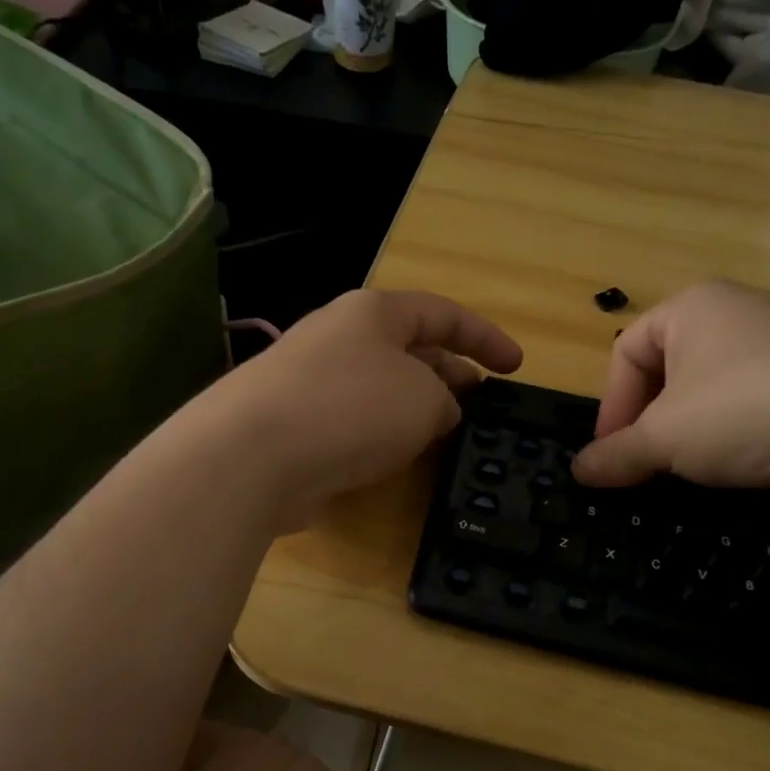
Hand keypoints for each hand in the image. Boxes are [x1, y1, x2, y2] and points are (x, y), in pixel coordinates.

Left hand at [218, 289, 522, 516]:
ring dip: (416, 406)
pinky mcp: (296, 423)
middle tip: (481, 404)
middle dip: (451, 372)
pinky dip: (383, 433)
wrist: (253, 455)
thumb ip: (444, 400)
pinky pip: (354, 420)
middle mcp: (340, 337)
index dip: (485, 337)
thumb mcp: (424, 398)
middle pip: (409, 348)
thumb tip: (436, 412)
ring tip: (447, 434)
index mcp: (374, 313)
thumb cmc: (352, 409)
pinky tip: (399, 458)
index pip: (442, 313)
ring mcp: (312, 380)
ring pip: (381, 387)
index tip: (515, 367)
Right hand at [572, 280, 769, 495]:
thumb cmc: (744, 410)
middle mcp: (735, 315)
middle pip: (667, 373)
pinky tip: (737, 470)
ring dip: (689, 436)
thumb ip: (616, 455)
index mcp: (692, 307)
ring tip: (688, 473)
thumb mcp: (663, 438)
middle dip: (649, 423)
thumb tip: (579, 472)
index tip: (610, 455)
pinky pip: (751, 409)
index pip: (625, 351)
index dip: (610, 406)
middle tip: (644, 467)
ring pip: (710, 394)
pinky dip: (734, 440)